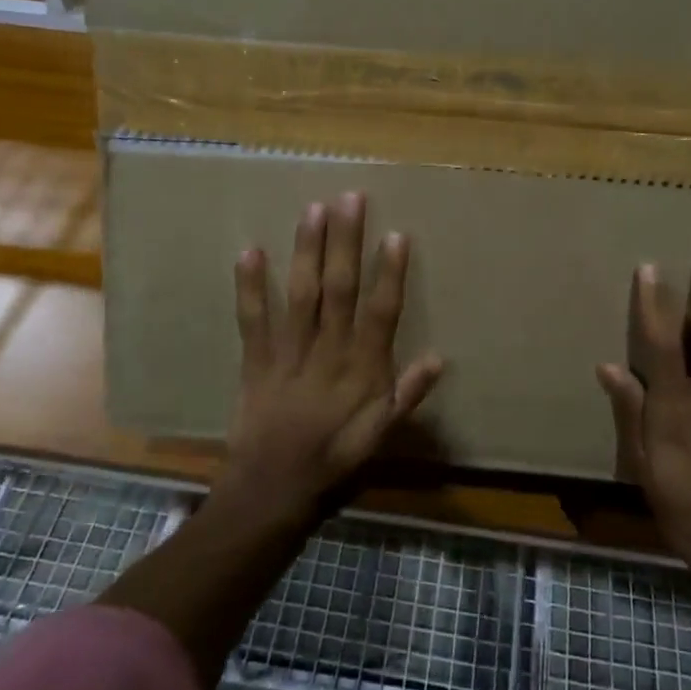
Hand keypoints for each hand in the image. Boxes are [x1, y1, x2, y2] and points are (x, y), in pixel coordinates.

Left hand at [218, 191, 443, 528]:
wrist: (273, 490)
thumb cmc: (335, 460)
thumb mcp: (383, 435)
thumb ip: (409, 395)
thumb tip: (440, 357)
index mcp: (363, 369)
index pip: (382, 312)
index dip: (390, 272)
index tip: (396, 234)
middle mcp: (329, 352)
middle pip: (340, 289)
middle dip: (346, 242)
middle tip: (350, 199)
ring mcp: (289, 353)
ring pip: (301, 294)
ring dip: (307, 250)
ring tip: (313, 210)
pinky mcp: (255, 360)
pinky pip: (252, 319)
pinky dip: (250, 286)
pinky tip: (250, 251)